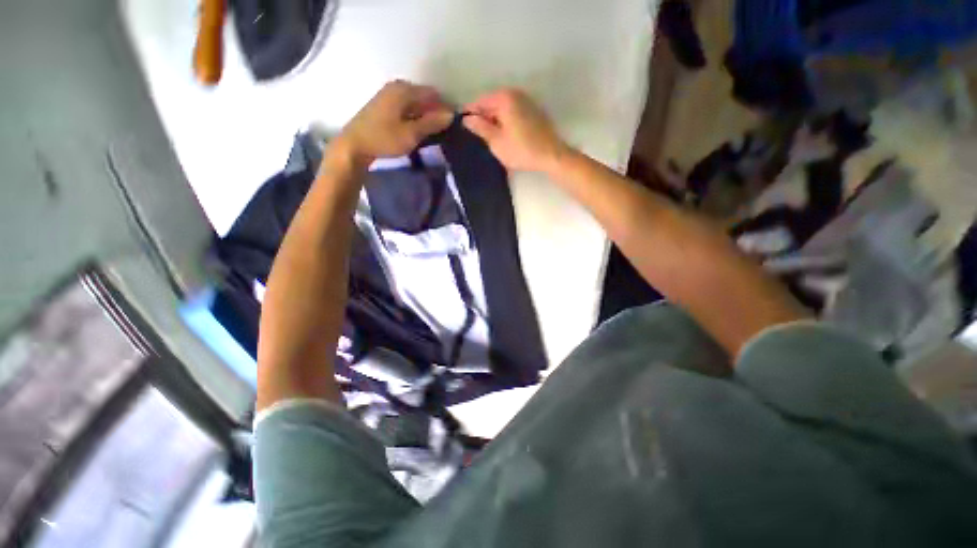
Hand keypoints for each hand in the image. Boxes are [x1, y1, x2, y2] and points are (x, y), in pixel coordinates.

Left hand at [336, 80, 453, 165]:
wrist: (354, 145)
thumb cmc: (384, 138)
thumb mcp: (412, 134)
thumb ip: (432, 123)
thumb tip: (451, 114)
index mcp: (404, 90)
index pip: (433, 94)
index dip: (444, 108)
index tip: (452, 125)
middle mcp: (397, 87)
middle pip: (424, 97)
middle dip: (434, 112)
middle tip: (442, 131)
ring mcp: (388, 95)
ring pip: (415, 103)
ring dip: (424, 116)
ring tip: (431, 133)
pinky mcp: (384, 105)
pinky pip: (406, 107)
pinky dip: (414, 116)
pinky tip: (416, 130)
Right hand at [462, 89, 569, 172]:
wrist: (551, 155)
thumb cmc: (521, 150)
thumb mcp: (496, 142)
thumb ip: (480, 128)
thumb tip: (466, 119)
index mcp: (504, 98)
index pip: (480, 101)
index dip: (470, 114)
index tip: (462, 126)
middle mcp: (516, 93)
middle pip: (492, 103)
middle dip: (483, 117)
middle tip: (476, 135)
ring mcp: (527, 101)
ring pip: (503, 108)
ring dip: (495, 120)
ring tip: (489, 137)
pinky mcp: (534, 111)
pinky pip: (514, 112)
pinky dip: (506, 121)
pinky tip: (505, 135)